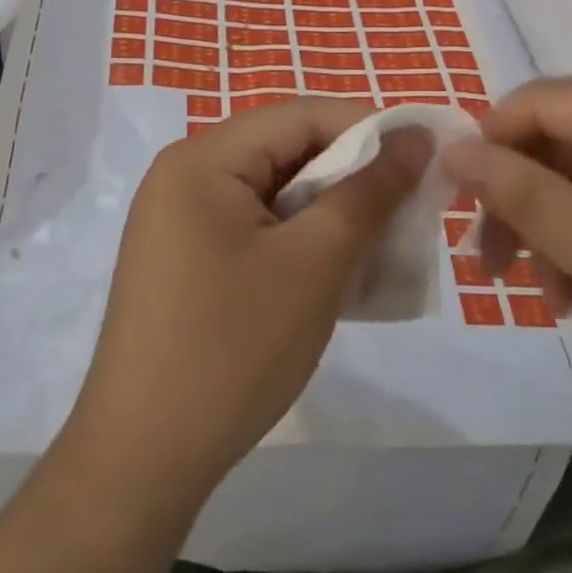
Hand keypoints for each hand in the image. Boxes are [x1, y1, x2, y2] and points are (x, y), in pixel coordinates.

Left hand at [63, 98, 429, 512]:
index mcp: (202, 158)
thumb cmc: (232, 348)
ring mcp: (178, 220)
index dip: (368, 127)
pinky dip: (298, 240)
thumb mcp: (314, 264)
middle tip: (411, 206)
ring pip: (273, 193)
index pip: (299, 115)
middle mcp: (183, 175)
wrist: (144, 457)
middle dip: (351, 175)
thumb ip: (368, 193)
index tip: (428, 155)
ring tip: (381, 243)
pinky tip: (334, 272)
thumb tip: (415, 138)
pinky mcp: (184, 259)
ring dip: (329, 212)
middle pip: (283, 151)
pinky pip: (254, 227)